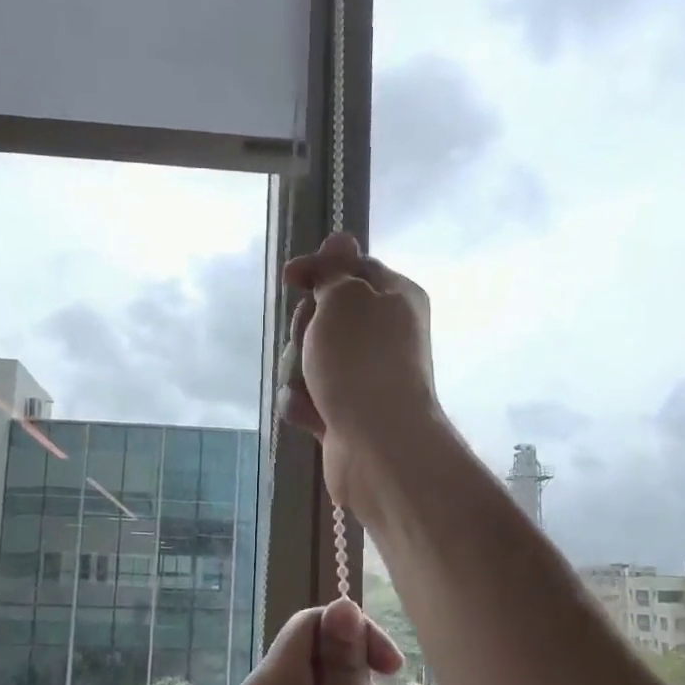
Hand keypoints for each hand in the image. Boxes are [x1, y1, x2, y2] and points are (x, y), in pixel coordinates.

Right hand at [277, 233, 437, 517]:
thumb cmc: (361, 362)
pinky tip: (309, 415)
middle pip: (324, 315)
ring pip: (310, 358)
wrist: (379, 446)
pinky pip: (310, 397)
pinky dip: (303, 404)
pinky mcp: (346, 414)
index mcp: (394, 298)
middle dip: (305, 328)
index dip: (319, 270)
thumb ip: (336, 270)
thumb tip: (341, 238)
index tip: (290, 278)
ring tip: (311, 387)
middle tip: (313, 342)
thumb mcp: (345, 299)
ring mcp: (363, 377)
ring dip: (299, 369)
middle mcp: (383, 335)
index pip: (351, 269)